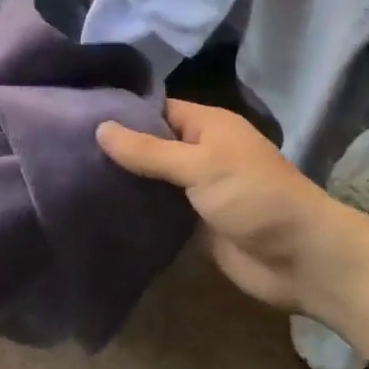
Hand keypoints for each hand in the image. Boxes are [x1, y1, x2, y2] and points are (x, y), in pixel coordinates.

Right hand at [97, 100, 346, 315]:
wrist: (301, 259)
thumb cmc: (254, 197)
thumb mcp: (200, 165)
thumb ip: (149, 151)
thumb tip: (100, 128)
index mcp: (207, 126)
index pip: (156, 110)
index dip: (122, 112)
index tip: (78, 116)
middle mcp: (200, 153)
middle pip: (151, 145)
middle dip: (117, 150)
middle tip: (66, 151)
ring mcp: (197, 190)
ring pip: (153, 180)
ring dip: (124, 182)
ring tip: (72, 179)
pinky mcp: (195, 224)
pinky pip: (160, 212)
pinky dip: (137, 211)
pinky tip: (99, 211)